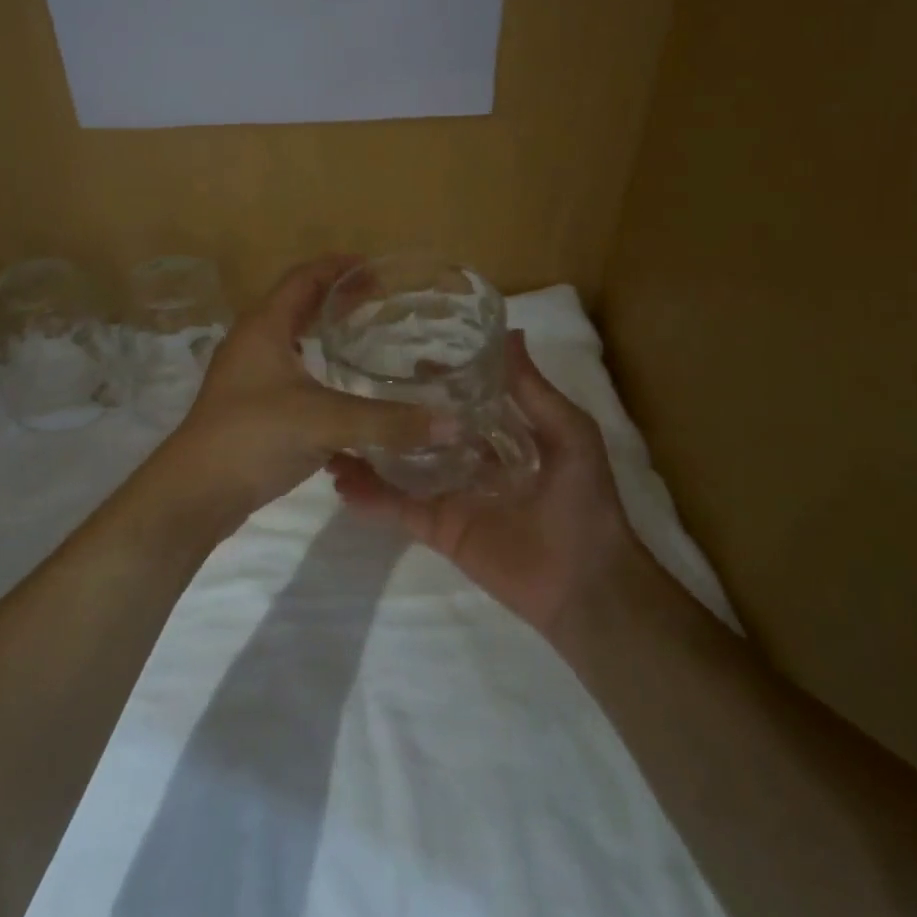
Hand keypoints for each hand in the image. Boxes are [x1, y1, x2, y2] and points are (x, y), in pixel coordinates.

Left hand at [153, 256, 450, 523]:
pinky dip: (319, 371)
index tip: (376, 267)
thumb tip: (451, 424)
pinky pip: (291, 374)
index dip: (338, 266)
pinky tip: (346, 391)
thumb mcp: (325, 421)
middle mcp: (254, 342)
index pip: (303, 278)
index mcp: (264, 326)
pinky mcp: (252, 406)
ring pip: (294, 341)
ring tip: (367, 339)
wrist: (197, 491)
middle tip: (381, 301)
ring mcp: (249, 375)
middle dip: (338, 299)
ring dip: (326, 335)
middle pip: (299, 305)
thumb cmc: (254, 435)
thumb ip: (387, 421)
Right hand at [330, 330, 640, 639]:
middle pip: (421, 431)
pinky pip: (398, 508)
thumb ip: (533, 390)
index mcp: (499, 437)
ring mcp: (449, 494)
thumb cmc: (583, 501)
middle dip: (390, 413)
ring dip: (369, 453)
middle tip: (349, 388)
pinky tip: (341, 480)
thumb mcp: (569, 433)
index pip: (458, 401)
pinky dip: (370, 497)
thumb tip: (510, 332)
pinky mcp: (437, 527)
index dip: (433, 380)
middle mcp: (468, 461)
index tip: (401, 356)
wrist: (586, 583)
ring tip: (330, 433)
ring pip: (401, 467)